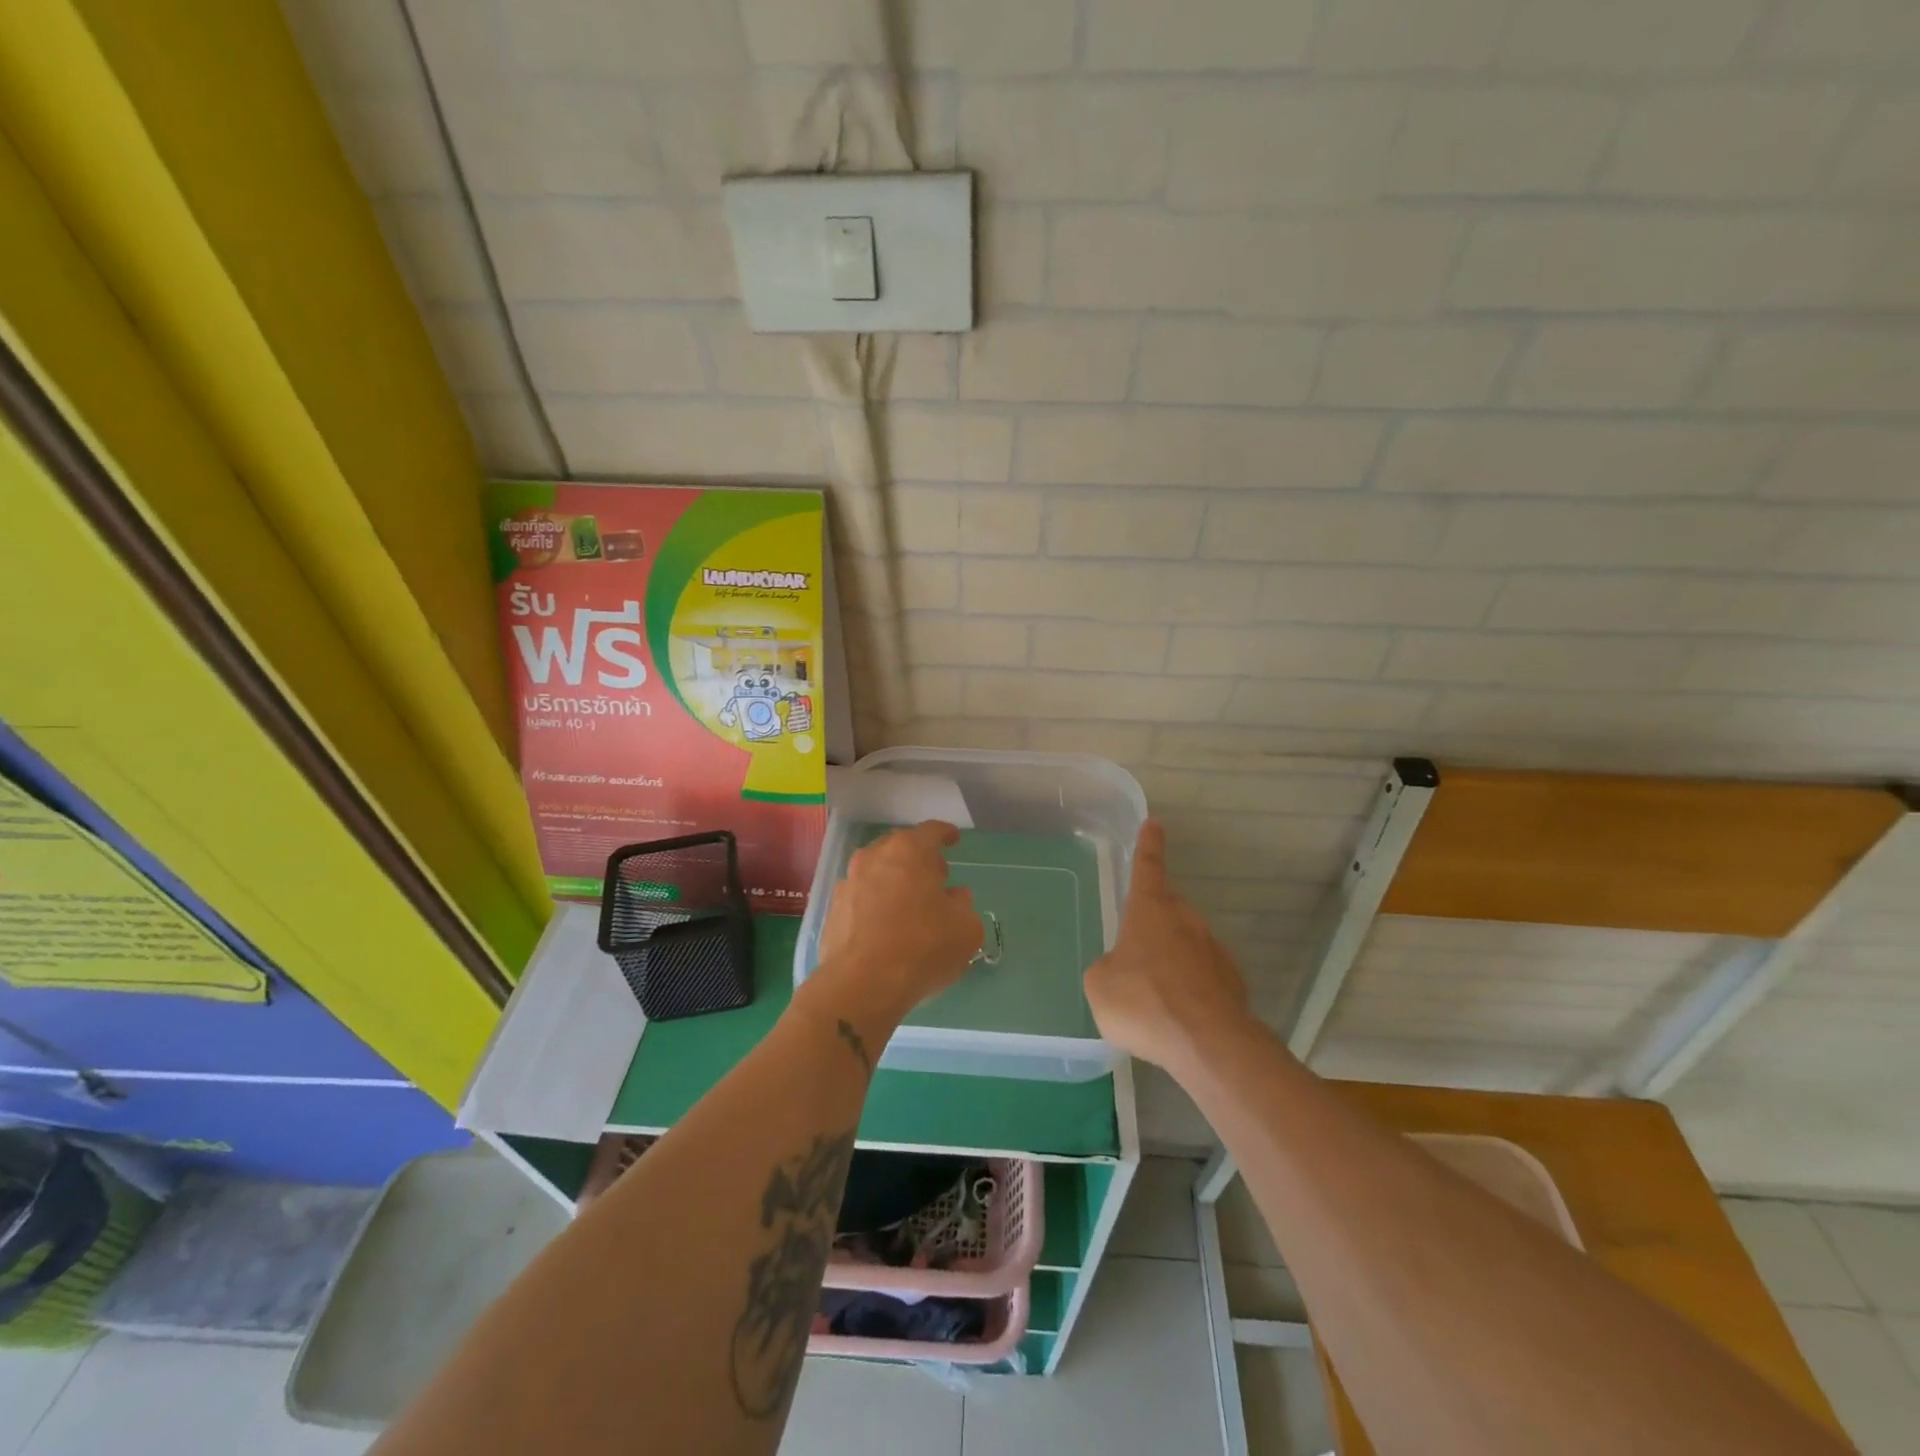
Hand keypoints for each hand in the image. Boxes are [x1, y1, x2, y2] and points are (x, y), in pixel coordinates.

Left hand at [809, 821, 982, 1029]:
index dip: (945, 834)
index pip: (931, 831)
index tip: (953, 839)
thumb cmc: (922, 947)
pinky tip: (886, 926)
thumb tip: (955, 898)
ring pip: (877, 871)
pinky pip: (861, 897)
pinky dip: (875, 903)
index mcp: (909, 851)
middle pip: (900, 847)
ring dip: (895, 880)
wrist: (862, 985)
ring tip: (910, 904)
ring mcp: (849, 882)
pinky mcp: (832, 910)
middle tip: (935, 877)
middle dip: (919, 858)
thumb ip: (964, 906)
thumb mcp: (966, 929)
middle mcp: (874, 857)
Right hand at [1084, 821, 1252, 1073]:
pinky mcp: (1232, 981)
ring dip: (1171, 958)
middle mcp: (1185, 920)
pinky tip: (1178, 1015)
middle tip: (1137, 944)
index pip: (1147, 867)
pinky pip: (1202, 975)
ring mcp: (1213, 949)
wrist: (1208, 1043)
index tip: (1154, 823)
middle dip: (1154, 920)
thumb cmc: (1144, 1002)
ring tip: (1154, 994)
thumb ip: (1106, 967)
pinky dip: (1189, 986)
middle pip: (1168, 908)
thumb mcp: (1099, 985)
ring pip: (1186, 943)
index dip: (1148, 845)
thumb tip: (1118, 969)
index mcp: (1150, 911)